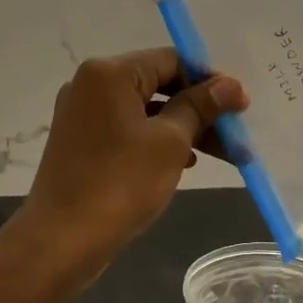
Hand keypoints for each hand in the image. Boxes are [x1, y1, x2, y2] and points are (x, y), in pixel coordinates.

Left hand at [13, 48, 247, 270]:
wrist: (62, 241)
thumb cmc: (120, 183)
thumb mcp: (171, 142)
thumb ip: (201, 107)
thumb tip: (231, 85)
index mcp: (109, 73)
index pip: (171, 61)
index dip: (209, 80)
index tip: (240, 105)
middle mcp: (91, 85)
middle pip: (159, 85)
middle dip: (201, 110)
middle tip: (237, 133)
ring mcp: (83, 115)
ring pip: (147, 111)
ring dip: (185, 128)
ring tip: (223, 155)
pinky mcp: (82, 142)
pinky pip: (129, 130)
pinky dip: (158, 141)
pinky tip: (185, 162)